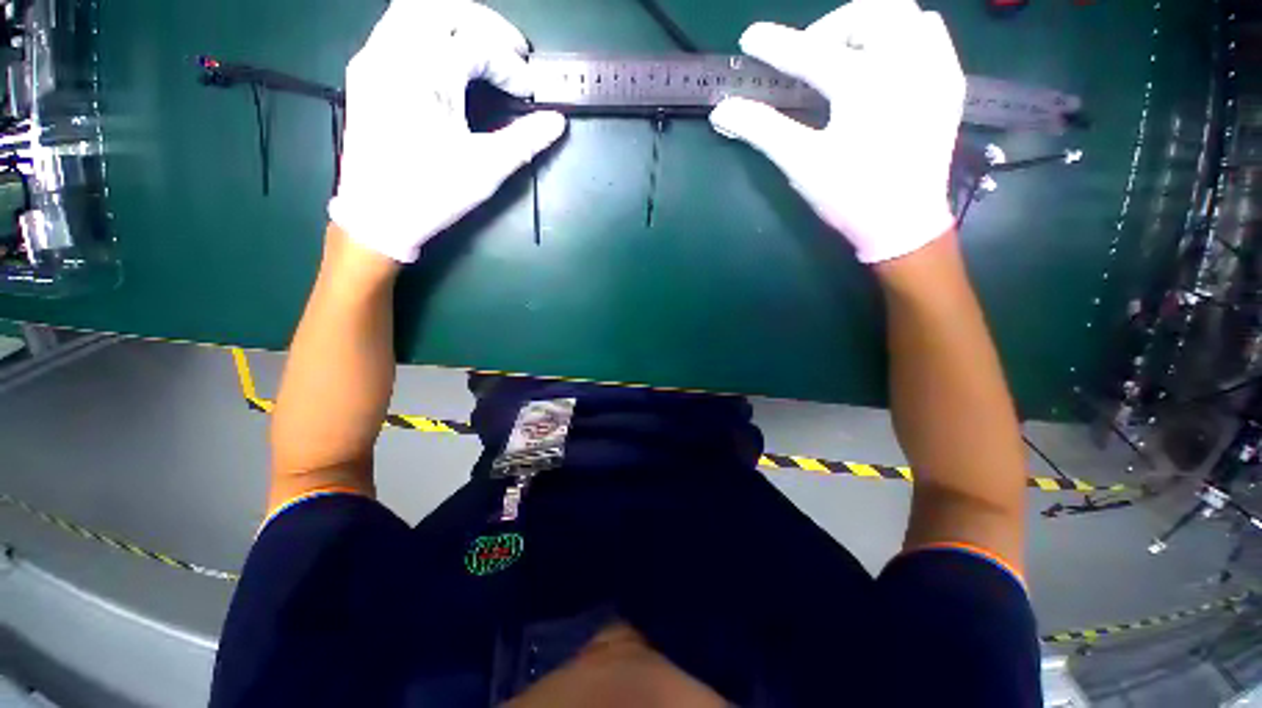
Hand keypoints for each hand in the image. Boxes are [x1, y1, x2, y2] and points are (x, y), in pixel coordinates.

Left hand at [329, 0, 566, 263]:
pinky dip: (429, 30)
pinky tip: (448, 56)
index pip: (476, 46)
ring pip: (414, 9)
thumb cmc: (433, 194)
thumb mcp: (486, 169)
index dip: (510, 65)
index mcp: (425, 76)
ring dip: (455, 20)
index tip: (529, 91)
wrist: (377, 215)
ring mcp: (373, 58)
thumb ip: (525, 141)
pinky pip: (396, 28)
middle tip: (515, 50)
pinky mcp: (364, 71)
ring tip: (485, 46)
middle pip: (442, 8)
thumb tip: (556, 122)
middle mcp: (394, 54)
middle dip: (486, 23)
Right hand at [710, 0, 963, 263]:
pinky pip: (932, 34)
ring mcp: (935, 70)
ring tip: (847, 54)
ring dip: (870, 25)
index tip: (750, 38)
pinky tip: (884, 62)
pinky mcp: (949, 84)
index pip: (811, 53)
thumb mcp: (802, 164)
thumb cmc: (850, 197)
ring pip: (906, 14)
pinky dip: (904, 35)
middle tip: (809, 54)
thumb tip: (722, 110)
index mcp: (865, 86)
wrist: (904, 224)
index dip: (776, 45)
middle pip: (868, 13)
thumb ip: (762, 130)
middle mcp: (906, 64)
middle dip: (831, 27)